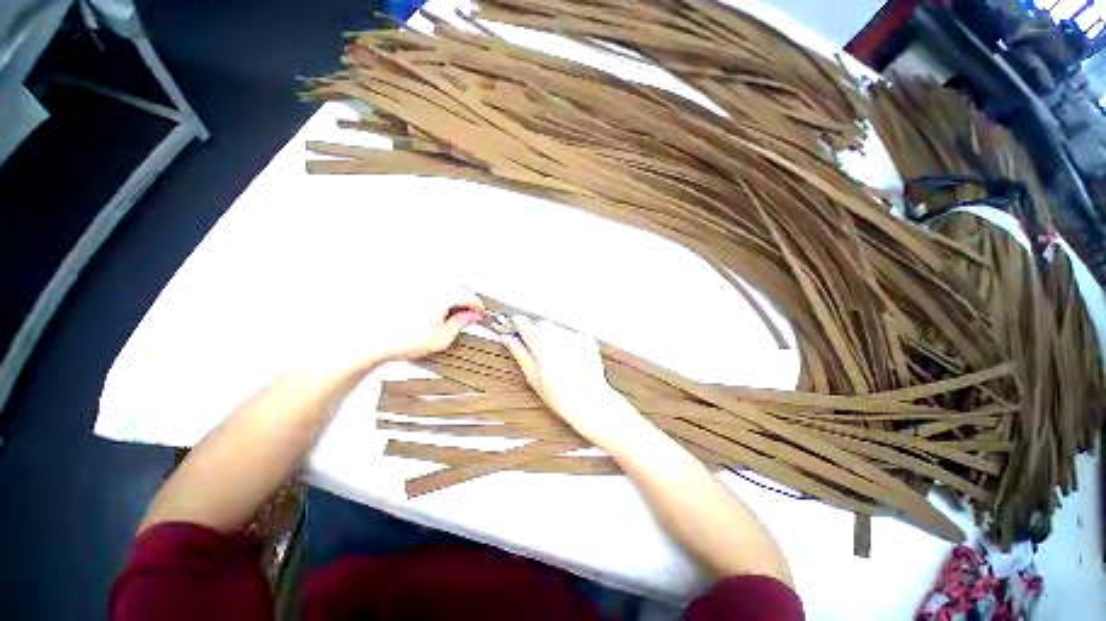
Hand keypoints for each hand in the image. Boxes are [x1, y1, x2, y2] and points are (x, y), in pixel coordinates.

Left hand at [373, 285, 484, 362]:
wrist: (373, 339)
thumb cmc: (402, 339)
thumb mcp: (441, 339)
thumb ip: (460, 324)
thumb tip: (471, 317)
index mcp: (445, 296)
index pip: (470, 297)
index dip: (478, 306)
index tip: (479, 312)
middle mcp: (432, 285)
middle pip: (459, 285)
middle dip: (467, 296)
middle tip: (468, 309)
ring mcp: (419, 284)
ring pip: (445, 282)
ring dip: (453, 291)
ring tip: (452, 306)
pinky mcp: (407, 286)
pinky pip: (430, 284)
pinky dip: (437, 290)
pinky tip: (434, 304)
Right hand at [501, 316, 644, 446]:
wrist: (589, 401)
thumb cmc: (558, 394)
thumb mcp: (533, 377)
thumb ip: (519, 353)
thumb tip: (507, 338)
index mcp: (541, 344)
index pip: (525, 324)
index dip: (519, 324)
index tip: (515, 325)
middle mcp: (558, 335)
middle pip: (542, 325)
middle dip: (539, 334)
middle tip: (540, 353)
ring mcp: (574, 336)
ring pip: (557, 329)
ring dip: (554, 338)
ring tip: (558, 359)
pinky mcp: (587, 339)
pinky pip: (572, 335)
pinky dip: (568, 342)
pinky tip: (571, 359)